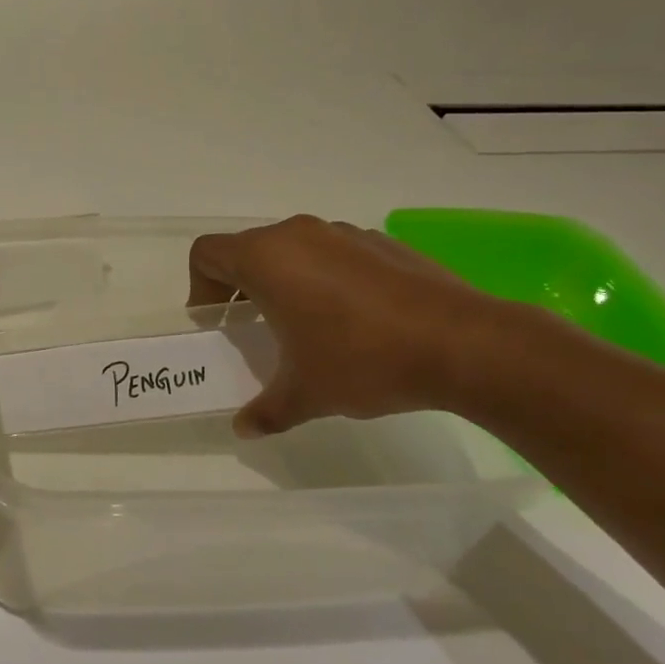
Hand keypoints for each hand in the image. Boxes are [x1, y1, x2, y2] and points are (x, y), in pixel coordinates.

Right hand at [188, 215, 502, 436]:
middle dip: (240, 287)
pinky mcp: (382, 243)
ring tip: (306, 327)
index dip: (200, 287)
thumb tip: (243, 429)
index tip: (218, 323)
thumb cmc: (362, 360)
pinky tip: (354, 322)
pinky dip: (327, 279)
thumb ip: (265, 410)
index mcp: (267, 259)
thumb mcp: (305, 395)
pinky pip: (334, 255)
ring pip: (293, 250)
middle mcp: (299, 235)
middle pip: (248, 249)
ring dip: (285, 282)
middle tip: (253, 328)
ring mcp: (344, 234)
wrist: (464, 345)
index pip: (206, 253)